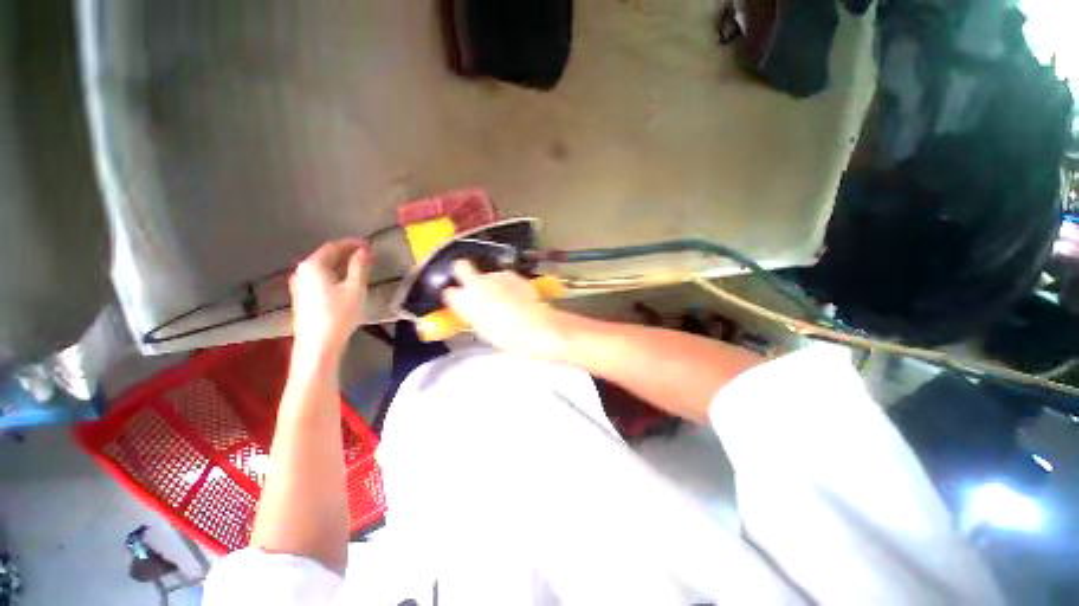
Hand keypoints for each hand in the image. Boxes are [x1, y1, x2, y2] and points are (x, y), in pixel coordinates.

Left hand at [290, 239, 370, 355]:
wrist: (318, 344)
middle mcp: (302, 271)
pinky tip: (344, 282)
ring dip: (340, 264)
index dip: (352, 243)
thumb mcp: (355, 288)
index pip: (333, 246)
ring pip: (322, 268)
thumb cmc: (339, 314)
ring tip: (358, 267)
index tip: (369, 244)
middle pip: (325, 256)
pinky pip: (319, 278)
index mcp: (314, 265)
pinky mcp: (302, 298)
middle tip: (366, 255)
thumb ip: (359, 266)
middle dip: (346, 253)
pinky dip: (333, 274)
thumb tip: (365, 249)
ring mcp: (299, 285)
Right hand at [442, 260, 569, 359]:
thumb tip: (474, 309)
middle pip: (461, 266)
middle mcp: (475, 283)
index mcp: (463, 301)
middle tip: (472, 282)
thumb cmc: (504, 334)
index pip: (449, 292)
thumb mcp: (482, 328)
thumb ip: (474, 314)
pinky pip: (505, 277)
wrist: (531, 324)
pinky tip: (518, 295)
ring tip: (506, 297)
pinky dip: (508, 283)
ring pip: (488, 274)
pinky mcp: (512, 274)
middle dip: (463, 270)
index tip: (460, 299)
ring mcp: (494, 275)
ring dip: (493, 281)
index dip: (455, 295)